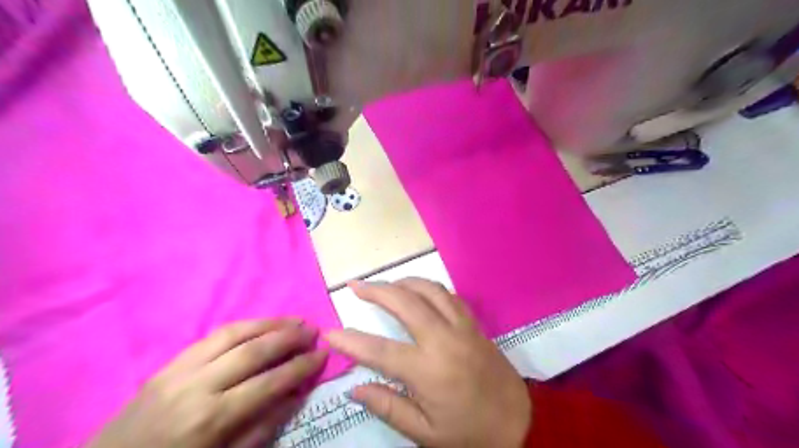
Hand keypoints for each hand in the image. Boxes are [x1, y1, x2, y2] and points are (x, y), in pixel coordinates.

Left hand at [90, 318, 328, 447]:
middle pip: (254, 350)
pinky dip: (244, 326)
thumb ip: (261, 428)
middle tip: (313, 330)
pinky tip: (261, 324)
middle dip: (289, 337)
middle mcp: (198, 386)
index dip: (301, 366)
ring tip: (294, 320)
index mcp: (212, 419)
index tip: (323, 355)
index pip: (269, 382)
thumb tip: (295, 395)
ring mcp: (181, 369)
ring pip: (234, 333)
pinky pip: (213, 335)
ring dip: (269, 323)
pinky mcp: (170, 362)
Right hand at [323, 278, 529, 445]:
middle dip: (376, 290)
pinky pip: (449, 295)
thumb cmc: (469, 433)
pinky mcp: (474, 324)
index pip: (378, 350)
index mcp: (427, 371)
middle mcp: (443, 340)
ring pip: (429, 290)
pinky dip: (429, 288)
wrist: (518, 422)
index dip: (350, 340)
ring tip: (385, 284)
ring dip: (403, 282)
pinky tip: (418, 291)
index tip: (330, 332)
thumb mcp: (424, 433)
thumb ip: (387, 407)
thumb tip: (355, 387)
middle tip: (355, 285)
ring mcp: (461, 327)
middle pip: (404, 302)